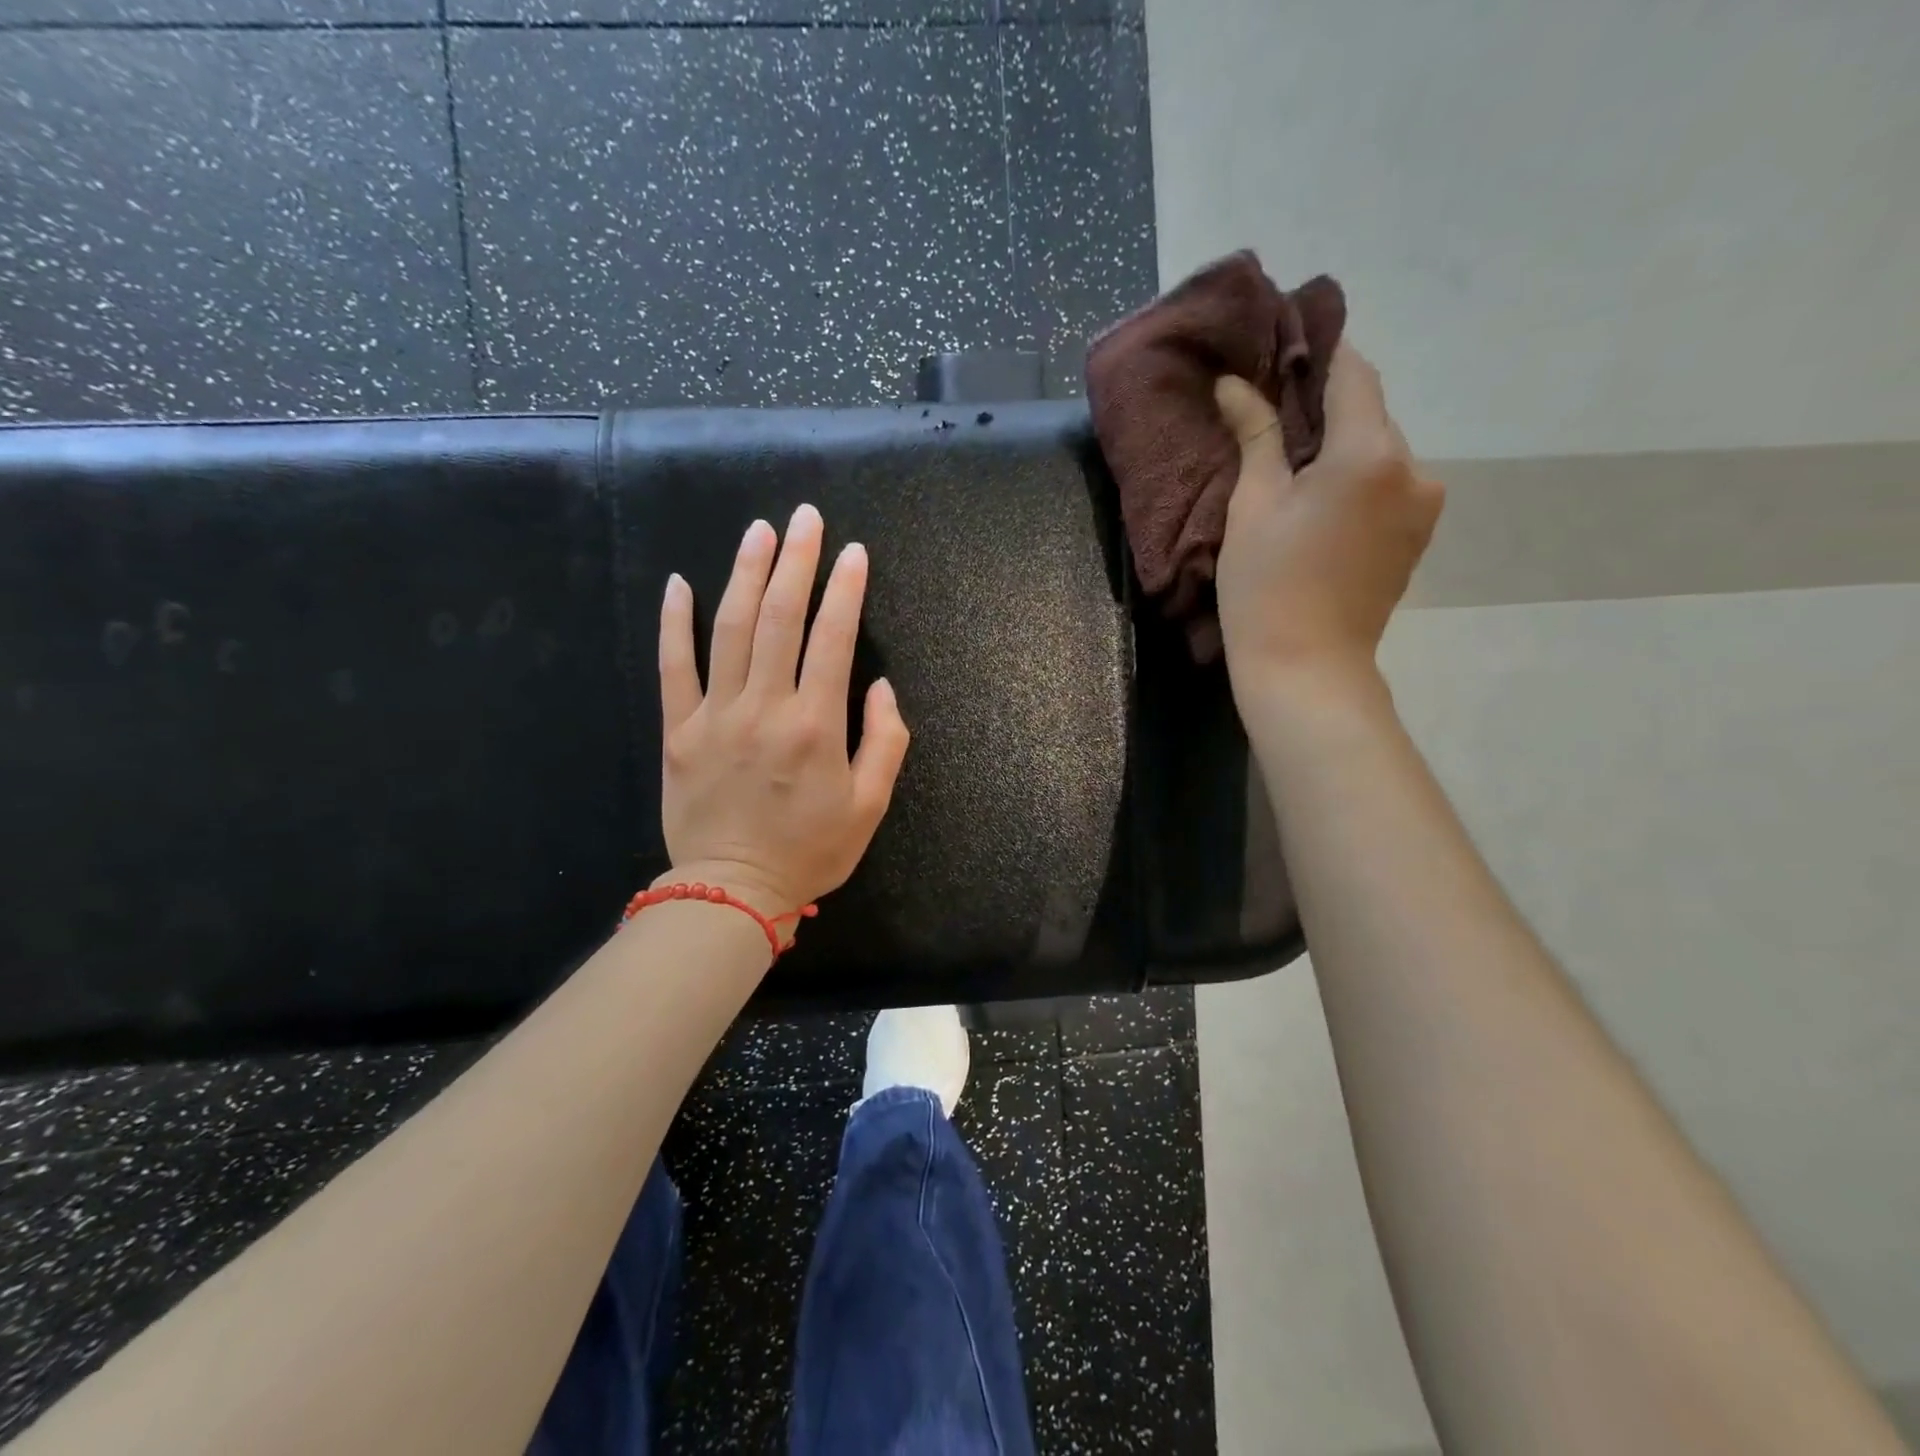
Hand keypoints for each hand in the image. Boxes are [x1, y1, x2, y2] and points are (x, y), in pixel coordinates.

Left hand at [657, 504, 910, 914]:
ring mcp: (715, 715)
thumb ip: (885, 741)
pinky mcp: (678, 731)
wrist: (734, 892)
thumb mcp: (871, 806)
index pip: (833, 639)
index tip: (854, 553)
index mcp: (816, 726)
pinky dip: (673, 622)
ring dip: (746, 574)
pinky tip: (679, 582)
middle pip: (780, 619)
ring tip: (760, 531)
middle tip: (805, 518)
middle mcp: (765, 708)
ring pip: (729, 629)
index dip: (846, 590)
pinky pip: (672, 667)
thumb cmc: (811, 852)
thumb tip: (878, 684)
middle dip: (796, 562)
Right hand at [1213, 342, 1443, 710]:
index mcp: (1370, 452)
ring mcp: (1424, 505)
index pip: (1352, 372)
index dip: (1318, 353)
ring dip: (1340, 448)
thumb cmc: (1266, 586)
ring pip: (1378, 451)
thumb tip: (1235, 383)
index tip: (1282, 347)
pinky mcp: (1418, 536)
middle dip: (1324, 408)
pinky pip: (1387, 485)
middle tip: (1271, 416)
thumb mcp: (1252, 506)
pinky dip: (1356, 480)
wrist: (1306, 667)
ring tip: (1292, 469)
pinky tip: (1319, 504)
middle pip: (1369, 413)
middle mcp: (1414, 468)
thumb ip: (1255, 435)